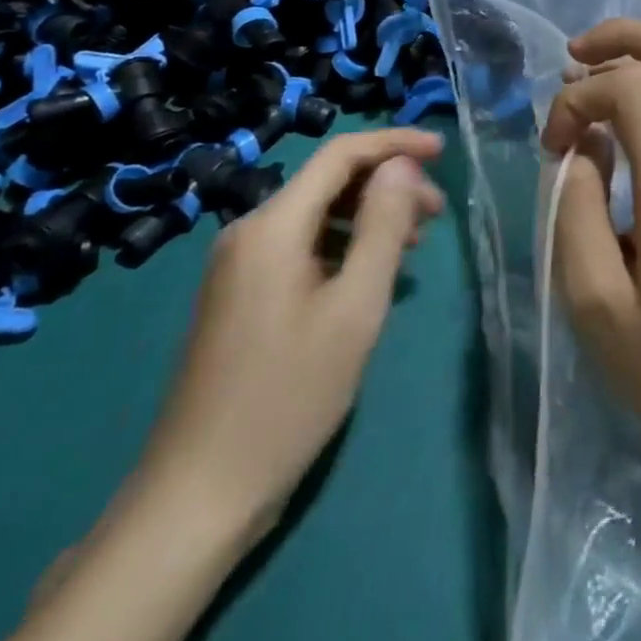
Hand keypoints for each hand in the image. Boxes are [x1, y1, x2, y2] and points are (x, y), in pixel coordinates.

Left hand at [134, 128, 444, 536]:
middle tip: (437, 214)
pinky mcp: (240, 296)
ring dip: (368, 217)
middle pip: (328, 183)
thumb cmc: (286, 398)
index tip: (443, 150)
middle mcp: (249, 232)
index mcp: (272, 226)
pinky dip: (343, 247)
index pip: (340, 154)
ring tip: (415, 244)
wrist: (197, 497)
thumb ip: (382, 227)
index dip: (394, 143)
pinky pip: (301, 247)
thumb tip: (401, 166)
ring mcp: (239, 266)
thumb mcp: (353, 309)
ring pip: (316, 216)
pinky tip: (371, 275)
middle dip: (386, 185)